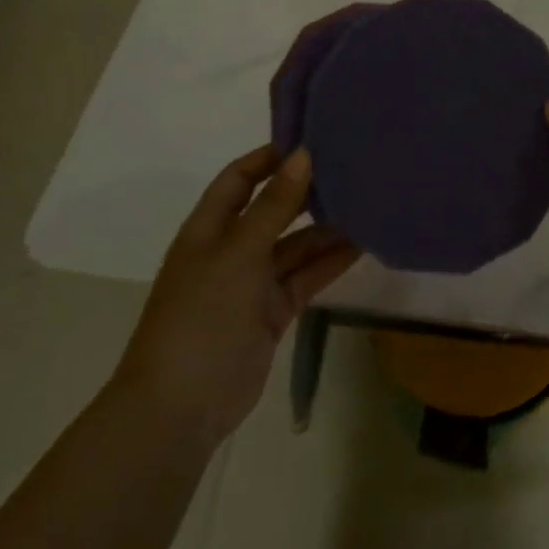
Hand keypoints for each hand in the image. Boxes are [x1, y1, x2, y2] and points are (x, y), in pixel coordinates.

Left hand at [111, 146, 358, 454]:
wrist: (181, 408)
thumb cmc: (202, 314)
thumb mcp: (239, 251)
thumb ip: (274, 205)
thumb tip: (302, 155)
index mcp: (209, 228)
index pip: (239, 179)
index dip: (270, 158)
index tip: (311, 140)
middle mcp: (231, 249)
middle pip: (272, 209)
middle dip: (306, 191)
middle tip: (350, 168)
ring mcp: (252, 283)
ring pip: (295, 245)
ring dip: (326, 228)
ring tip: (367, 203)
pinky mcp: (272, 312)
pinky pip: (305, 277)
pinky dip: (329, 262)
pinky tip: (362, 244)